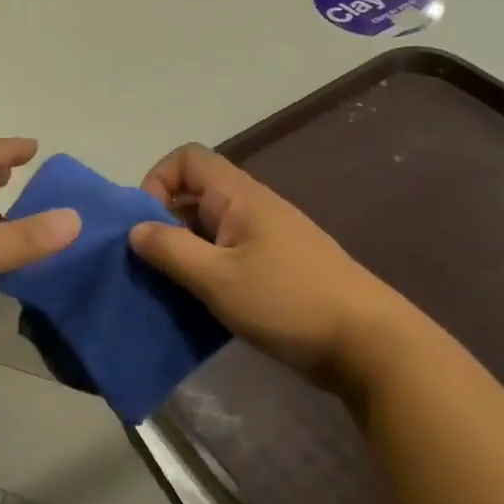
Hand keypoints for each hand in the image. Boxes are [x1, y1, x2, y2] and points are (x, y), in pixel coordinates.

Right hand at [128, 144, 410, 388]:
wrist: (368, 343)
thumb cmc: (288, 302)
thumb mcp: (217, 278)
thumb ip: (170, 250)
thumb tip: (135, 229)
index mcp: (239, 196)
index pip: (187, 159)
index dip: (157, 181)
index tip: (145, 224)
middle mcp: (251, 208)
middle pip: (194, 194)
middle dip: (162, 222)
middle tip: (149, 264)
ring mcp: (265, 238)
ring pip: (208, 229)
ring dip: (182, 252)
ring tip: (168, 288)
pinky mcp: (274, 268)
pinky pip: (225, 255)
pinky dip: (205, 271)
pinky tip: (197, 304)